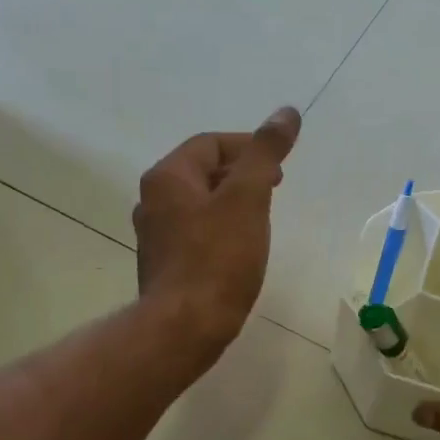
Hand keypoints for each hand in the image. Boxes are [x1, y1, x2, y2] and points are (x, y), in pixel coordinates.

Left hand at [134, 106, 301, 354]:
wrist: (185, 327)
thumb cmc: (217, 259)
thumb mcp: (248, 198)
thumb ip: (265, 153)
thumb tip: (286, 112)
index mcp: (167, 177)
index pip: (210, 144)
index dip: (248, 147)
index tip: (279, 167)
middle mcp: (153, 200)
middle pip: (203, 171)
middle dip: (242, 174)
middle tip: (275, 189)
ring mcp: (155, 235)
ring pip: (200, 204)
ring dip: (232, 202)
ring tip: (262, 218)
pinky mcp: (165, 264)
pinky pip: (196, 232)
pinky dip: (221, 229)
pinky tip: (240, 249)